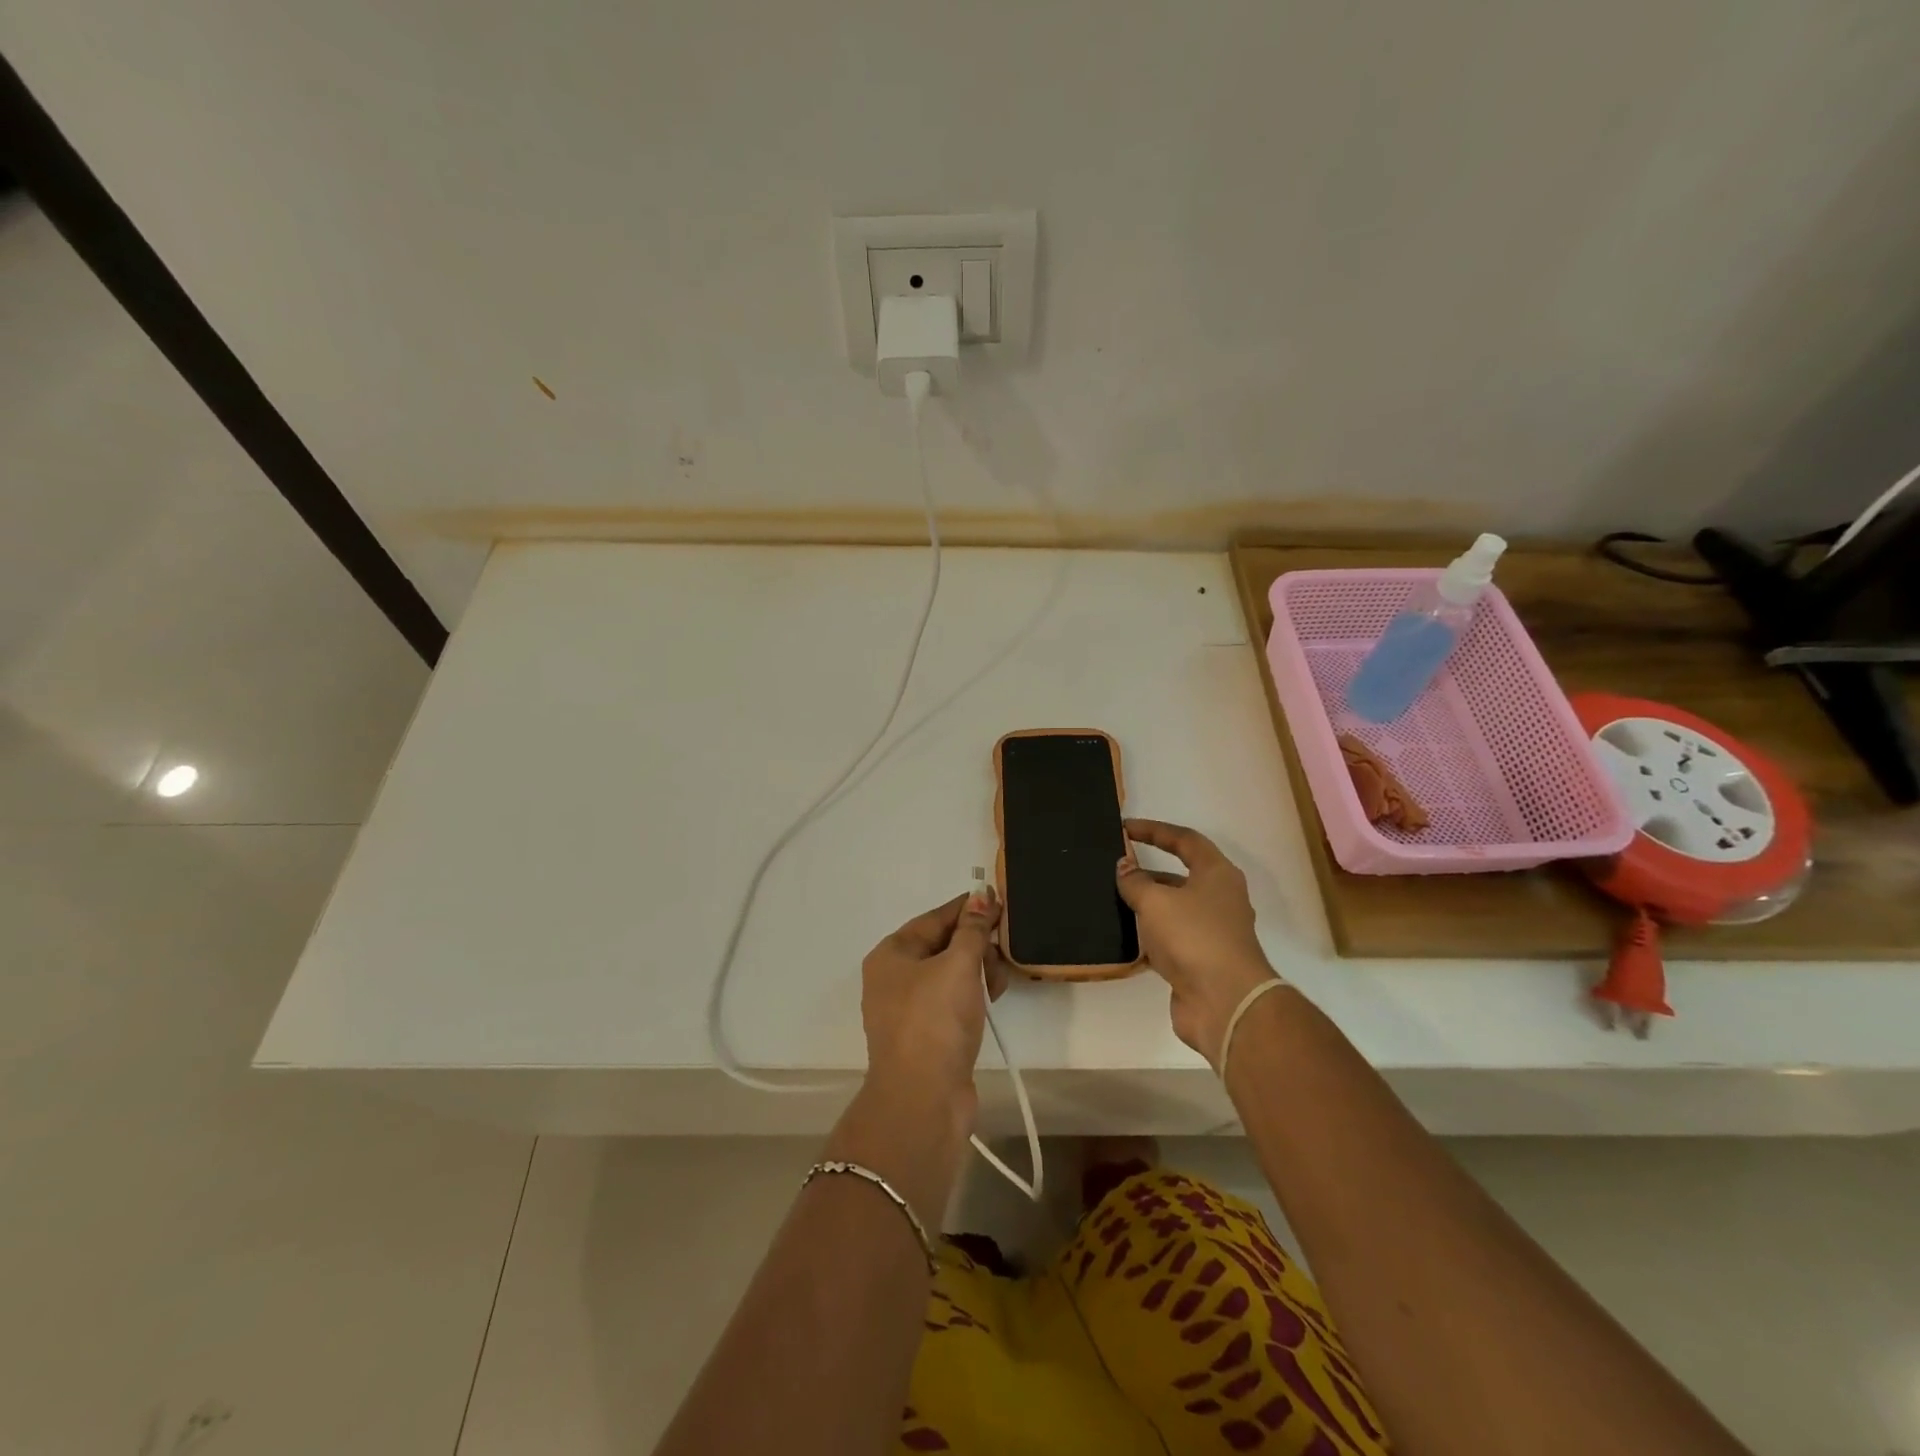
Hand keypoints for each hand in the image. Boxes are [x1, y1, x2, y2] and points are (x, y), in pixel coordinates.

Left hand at [859, 888, 1007, 1117]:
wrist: (923, 1100)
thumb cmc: (936, 1020)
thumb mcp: (958, 965)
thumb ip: (972, 929)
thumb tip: (980, 896)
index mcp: (891, 954)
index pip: (935, 917)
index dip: (967, 909)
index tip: (999, 902)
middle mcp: (893, 978)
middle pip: (942, 945)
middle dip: (975, 946)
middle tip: (1001, 955)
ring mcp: (908, 1010)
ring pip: (950, 974)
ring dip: (977, 972)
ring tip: (997, 986)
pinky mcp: (925, 1036)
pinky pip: (952, 1001)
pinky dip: (972, 996)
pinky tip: (990, 1002)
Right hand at [1117, 819, 1278, 1066]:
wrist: (1224, 1003)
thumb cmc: (1194, 937)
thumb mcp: (1156, 901)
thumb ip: (1135, 881)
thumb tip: (1124, 866)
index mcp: (1217, 874)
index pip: (1185, 839)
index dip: (1154, 830)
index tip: (1125, 828)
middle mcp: (1219, 898)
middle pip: (1180, 875)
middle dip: (1147, 871)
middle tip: (1114, 869)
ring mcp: (1212, 932)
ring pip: (1174, 909)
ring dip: (1146, 905)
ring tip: (1112, 901)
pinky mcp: (1201, 961)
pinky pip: (1170, 939)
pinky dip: (1149, 936)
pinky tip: (1123, 937)